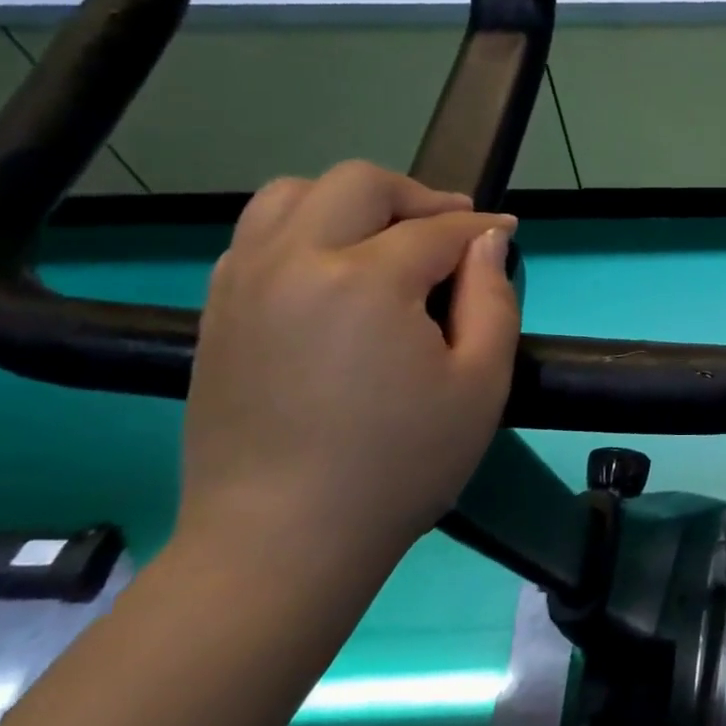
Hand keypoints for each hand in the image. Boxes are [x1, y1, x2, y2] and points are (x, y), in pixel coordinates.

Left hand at [178, 162, 520, 581]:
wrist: (283, 540)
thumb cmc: (401, 465)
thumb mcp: (481, 384)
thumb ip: (493, 299)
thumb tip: (488, 240)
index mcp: (365, 280)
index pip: (437, 229)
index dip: (482, 227)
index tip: (508, 230)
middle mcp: (294, 261)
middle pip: (358, 184)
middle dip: (416, 197)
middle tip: (451, 231)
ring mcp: (243, 282)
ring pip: (293, 194)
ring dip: (351, 203)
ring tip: (386, 240)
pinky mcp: (217, 311)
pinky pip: (258, 235)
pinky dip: (304, 229)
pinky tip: (335, 271)